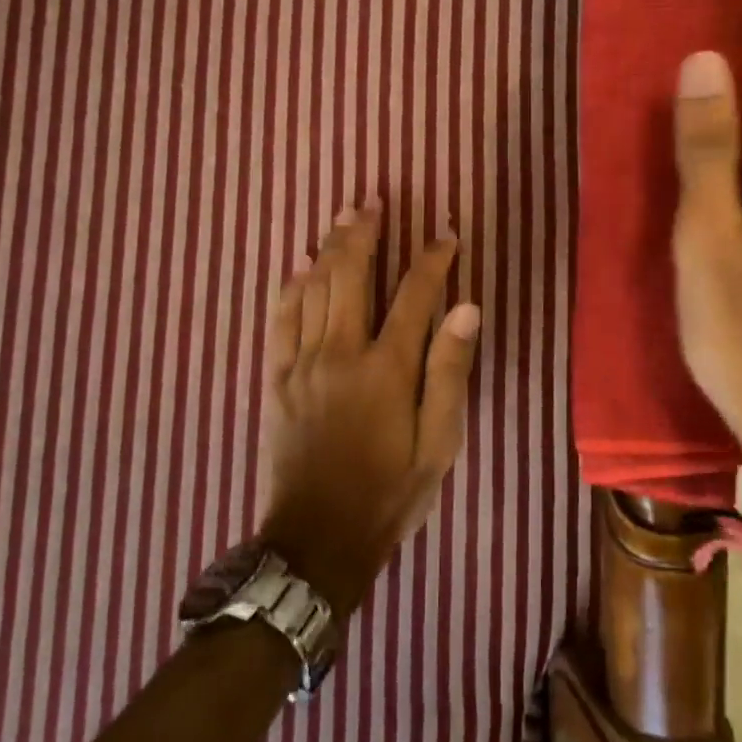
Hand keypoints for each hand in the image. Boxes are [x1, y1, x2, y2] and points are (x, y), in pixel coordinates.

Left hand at [259, 204, 480, 615]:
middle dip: (364, 234)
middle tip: (373, 201)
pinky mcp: (276, 378)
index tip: (447, 234)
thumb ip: (449, 373)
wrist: (316, 540)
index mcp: (387, 369)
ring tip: (341, 217)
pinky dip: (291, 287)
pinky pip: (280, 320)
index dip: (433, 260)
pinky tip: (298, 265)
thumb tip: (465, 308)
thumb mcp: (438, 444)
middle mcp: (341, 353)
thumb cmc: (389, 493)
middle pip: (352, 276)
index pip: (416, 295)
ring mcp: (302, 363)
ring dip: (329, 248)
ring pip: (314, 289)